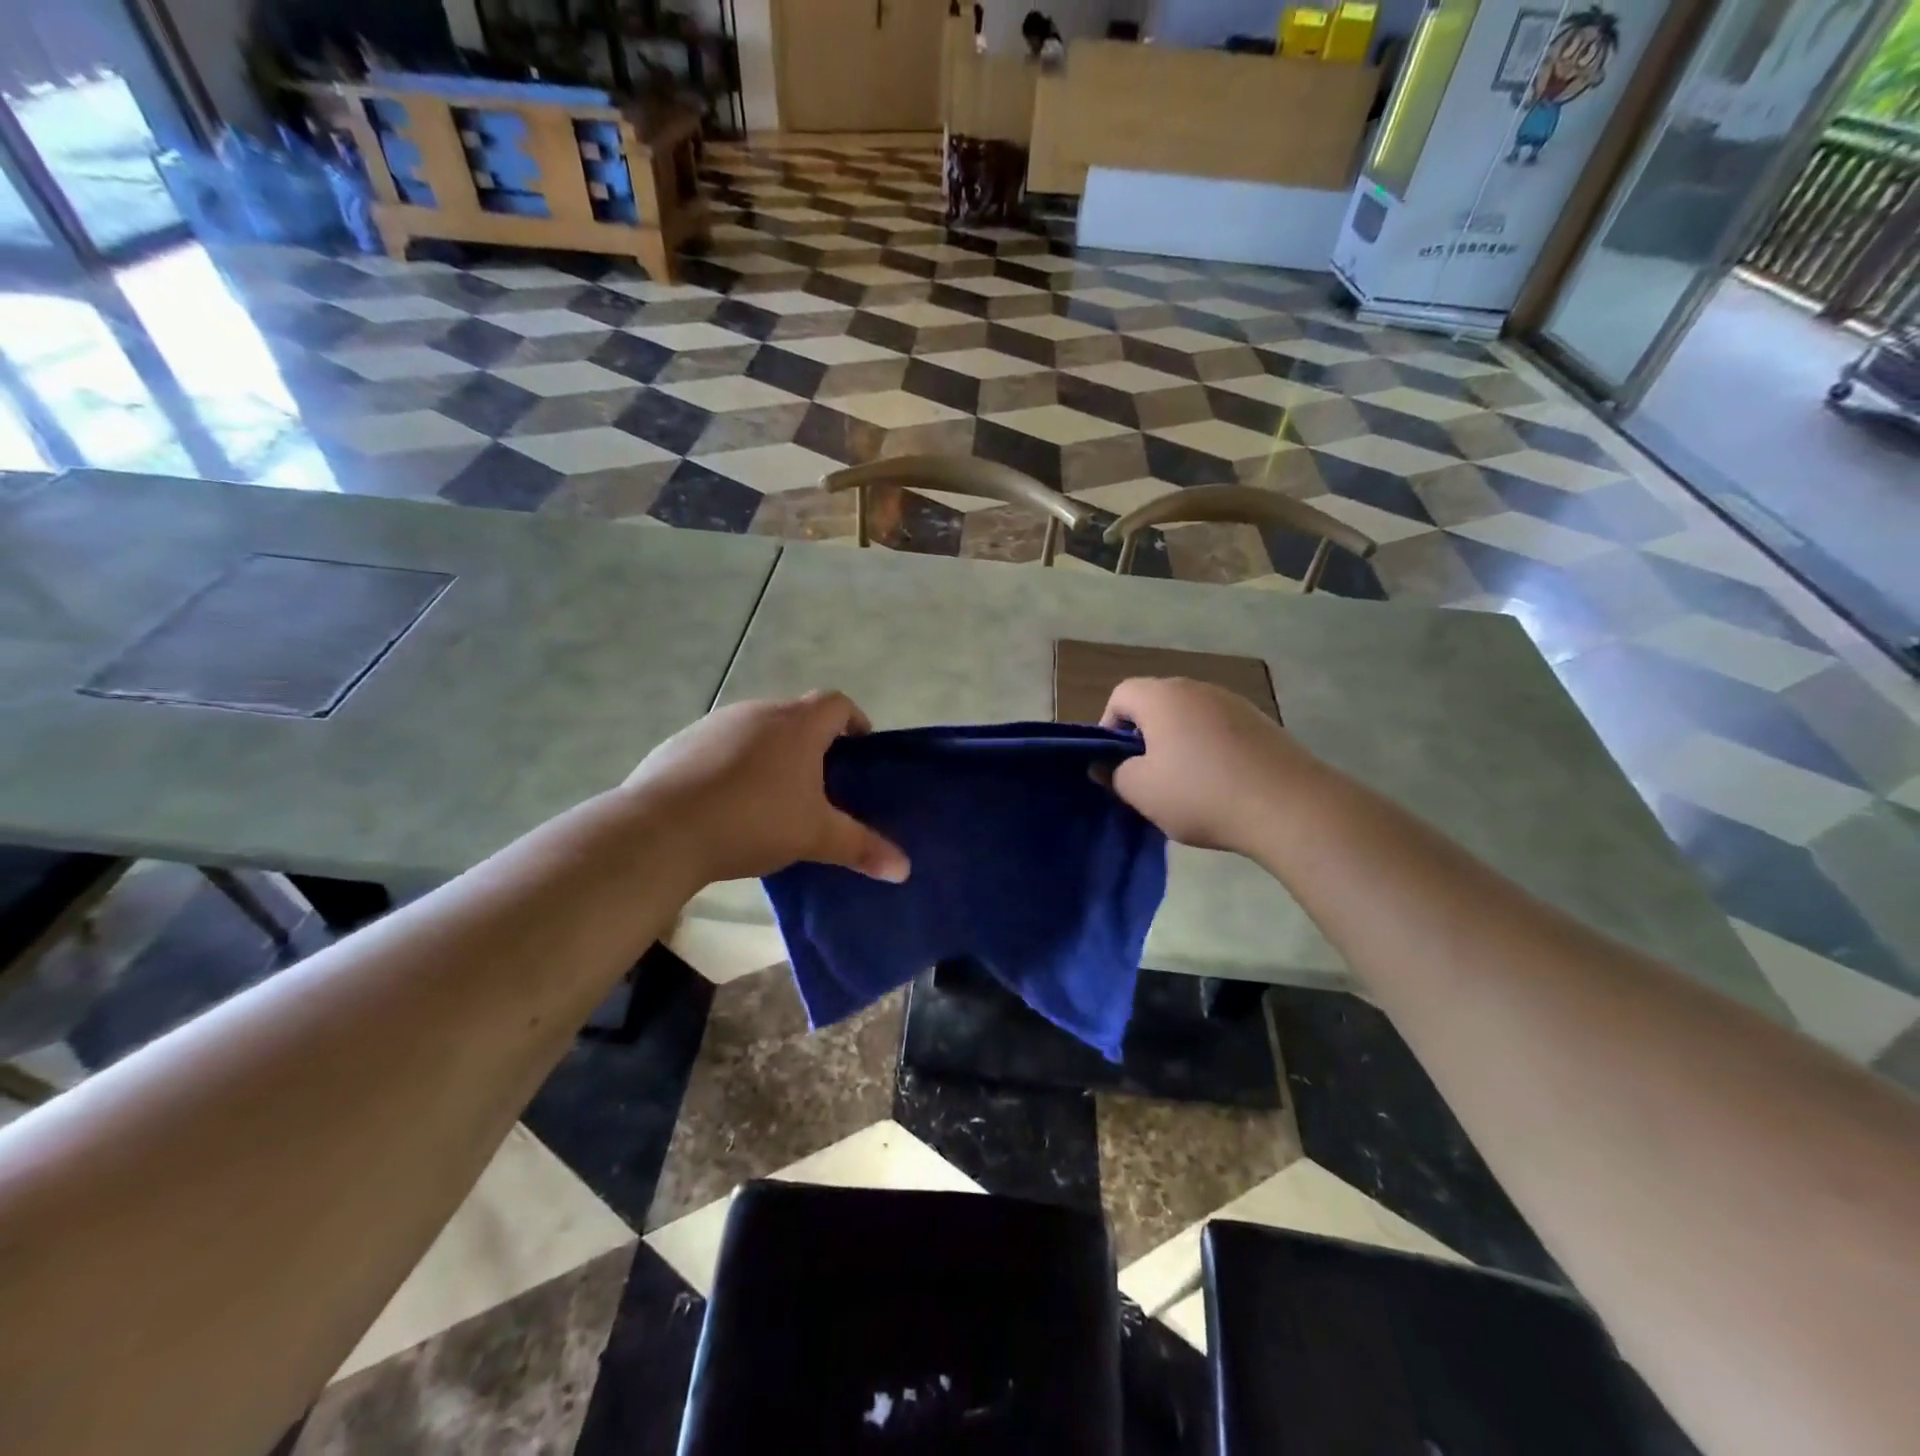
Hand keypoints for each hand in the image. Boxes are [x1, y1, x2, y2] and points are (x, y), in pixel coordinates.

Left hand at [624, 692, 909, 886]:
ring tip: (773, 796)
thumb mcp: (815, 837)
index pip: (837, 703)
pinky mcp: (680, 742)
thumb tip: (904, 869)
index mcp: (797, 725)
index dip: (854, 720)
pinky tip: (725, 802)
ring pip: (756, 730)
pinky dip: (732, 764)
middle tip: (820, 782)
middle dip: (812, 742)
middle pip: (796, 715)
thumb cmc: (753, 822)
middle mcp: (757, 712)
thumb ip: (860, 847)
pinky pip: (719, 746)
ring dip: (771, 752)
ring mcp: (714, 724)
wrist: (661, 830)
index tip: (859, 749)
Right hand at [1101, 677, 1309, 854]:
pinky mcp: (1262, 723)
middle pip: (1156, 704)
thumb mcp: (1141, 791)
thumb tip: (1106, 765)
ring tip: (1184, 785)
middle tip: (1145, 777)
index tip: (1114, 763)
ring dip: (1179, 744)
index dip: (1108, 726)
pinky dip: (1211, 751)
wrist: (1288, 806)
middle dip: (1144, 737)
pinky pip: (1220, 731)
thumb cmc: (1200, 793)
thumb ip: (1113, 774)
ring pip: (1190, 718)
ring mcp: (1234, 703)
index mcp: (1162, 696)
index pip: (1120, 694)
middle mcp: (1197, 688)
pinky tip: (1220, 785)